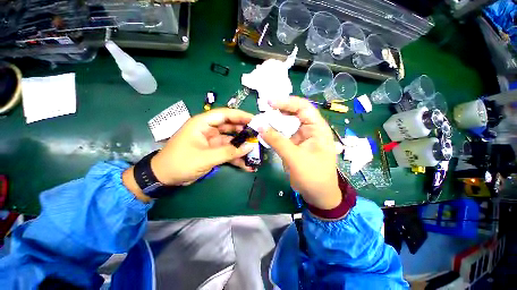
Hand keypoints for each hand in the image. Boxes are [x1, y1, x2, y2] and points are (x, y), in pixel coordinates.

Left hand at [150, 108, 255, 185]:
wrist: (164, 177)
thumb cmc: (180, 162)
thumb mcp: (206, 157)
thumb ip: (229, 151)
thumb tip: (250, 146)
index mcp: (203, 123)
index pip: (225, 114)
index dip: (241, 116)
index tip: (255, 120)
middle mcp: (209, 129)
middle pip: (231, 126)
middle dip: (245, 132)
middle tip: (258, 136)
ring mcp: (212, 141)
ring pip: (231, 140)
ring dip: (242, 146)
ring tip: (256, 151)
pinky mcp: (213, 151)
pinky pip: (228, 151)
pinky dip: (236, 157)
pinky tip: (246, 164)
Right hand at [259, 97, 341, 209]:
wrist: (318, 195)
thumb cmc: (313, 176)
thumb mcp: (295, 157)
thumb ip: (277, 141)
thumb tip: (260, 126)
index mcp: (318, 128)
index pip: (303, 107)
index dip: (287, 102)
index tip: (270, 103)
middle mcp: (310, 130)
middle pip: (294, 114)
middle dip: (279, 111)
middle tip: (263, 111)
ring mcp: (302, 137)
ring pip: (287, 124)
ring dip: (275, 122)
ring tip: (262, 121)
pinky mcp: (295, 145)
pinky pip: (284, 135)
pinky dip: (275, 133)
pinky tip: (266, 132)